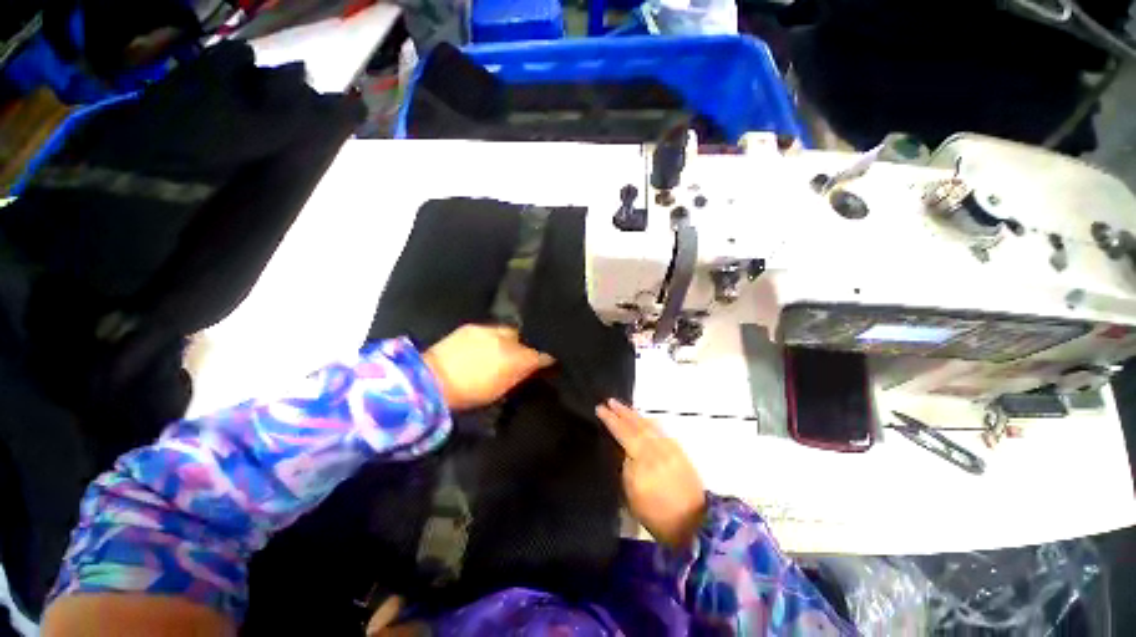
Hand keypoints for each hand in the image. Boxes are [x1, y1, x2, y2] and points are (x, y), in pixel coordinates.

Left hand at [422, 325, 553, 411]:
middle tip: (523, 355)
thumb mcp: (500, 390)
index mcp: (515, 359)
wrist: (430, 381)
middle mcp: (506, 340)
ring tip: (503, 349)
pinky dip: (493, 336)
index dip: (545, 358)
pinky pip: (490, 329)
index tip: (546, 362)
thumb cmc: (468, 393)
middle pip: (525, 338)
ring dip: (510, 340)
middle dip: (527, 345)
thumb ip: (521, 375)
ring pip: (508, 332)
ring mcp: (488, 330)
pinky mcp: (472, 326)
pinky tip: (486, 344)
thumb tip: (536, 366)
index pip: (540, 354)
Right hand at [596, 399, 705, 549]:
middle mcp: (658, 449)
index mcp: (644, 460)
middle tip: (610, 401)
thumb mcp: (633, 496)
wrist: (696, 523)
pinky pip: (660, 430)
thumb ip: (626, 469)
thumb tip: (624, 452)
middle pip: (637, 425)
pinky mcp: (679, 451)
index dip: (611, 420)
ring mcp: (670, 448)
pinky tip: (644, 420)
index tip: (600, 408)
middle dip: (623, 412)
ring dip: (635, 415)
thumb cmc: (658, 516)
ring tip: (623, 407)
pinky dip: (649, 422)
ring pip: (649, 425)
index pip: (624, 434)